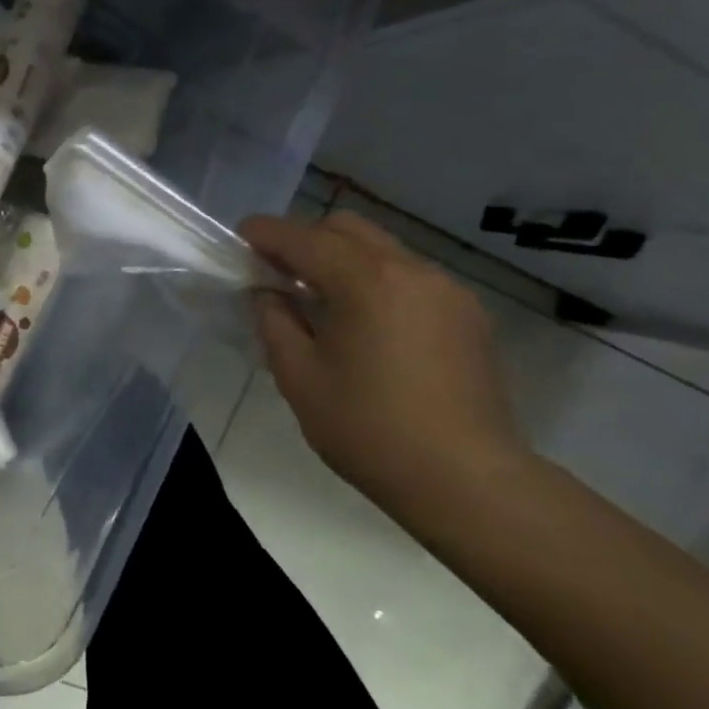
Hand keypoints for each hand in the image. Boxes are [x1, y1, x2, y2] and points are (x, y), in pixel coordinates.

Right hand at [239, 210, 527, 505]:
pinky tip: (365, 323)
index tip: (241, 236)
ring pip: (382, 249)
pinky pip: (410, 277)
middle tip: (277, 272)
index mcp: (366, 281)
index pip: (304, 239)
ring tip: (319, 301)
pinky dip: (376, 281)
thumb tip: (268, 293)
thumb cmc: (369, 429)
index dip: (266, 233)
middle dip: (306, 239)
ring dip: (343, 259)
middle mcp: (411, 270)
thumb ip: (275, 322)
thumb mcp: (299, 377)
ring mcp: (447, 290)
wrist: (465, 479)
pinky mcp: (467, 315)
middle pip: (347, 229)